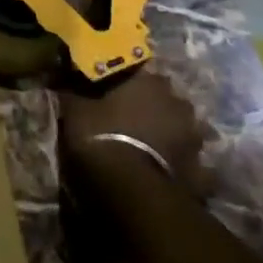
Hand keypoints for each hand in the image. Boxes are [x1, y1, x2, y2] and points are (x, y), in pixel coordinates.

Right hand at [61, 68, 208, 195]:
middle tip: (132, 119)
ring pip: (183, 130)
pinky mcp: (202, 172)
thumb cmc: (101, 137)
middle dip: (153, 107)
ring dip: (171, 135)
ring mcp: (194, 139)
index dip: (126, 83)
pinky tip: (170, 175)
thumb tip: (60, 77)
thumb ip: (72, 92)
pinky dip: (184, 169)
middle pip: (165, 100)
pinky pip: (194, 167)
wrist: (131, 190)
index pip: (139, 72)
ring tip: (151, 148)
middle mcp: (177, 104)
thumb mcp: (74, 111)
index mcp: (148, 83)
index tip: (113, 91)